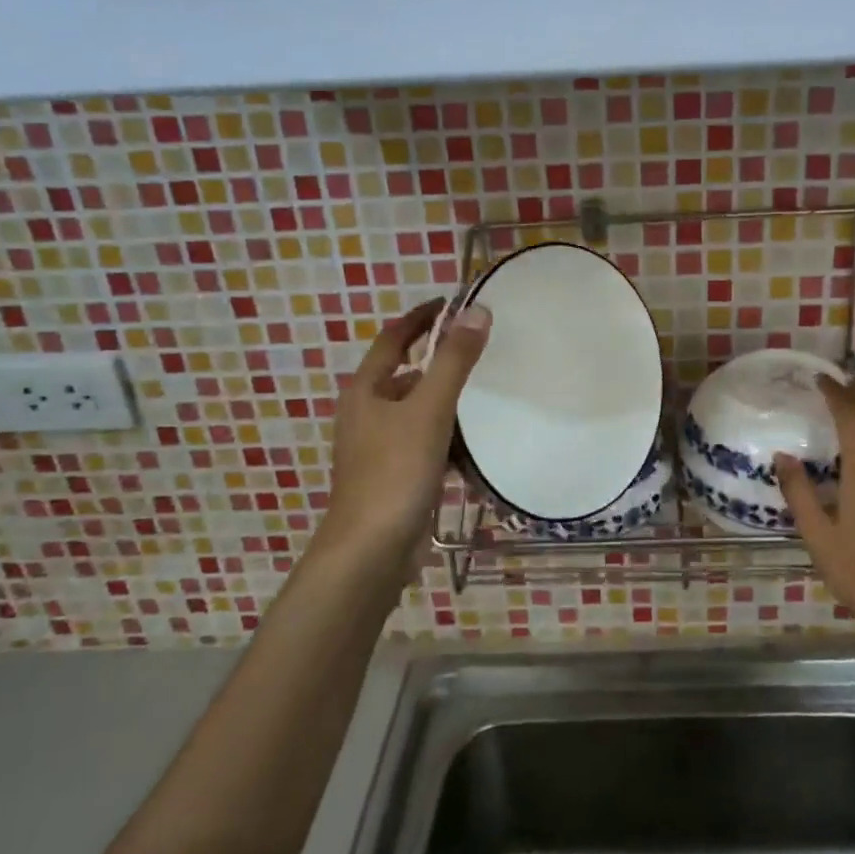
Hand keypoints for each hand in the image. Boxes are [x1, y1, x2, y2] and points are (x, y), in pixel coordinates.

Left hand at [313, 297, 490, 585]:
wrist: (371, 550)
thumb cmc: (395, 471)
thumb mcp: (429, 409)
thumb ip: (454, 361)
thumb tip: (476, 311)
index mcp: (366, 390)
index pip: (394, 337)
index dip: (422, 317)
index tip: (452, 302)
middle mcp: (367, 413)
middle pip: (407, 374)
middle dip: (441, 361)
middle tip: (481, 350)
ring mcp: (379, 447)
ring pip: (418, 411)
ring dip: (447, 402)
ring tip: (487, 394)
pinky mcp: (394, 475)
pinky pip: (425, 442)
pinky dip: (447, 437)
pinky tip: (476, 445)